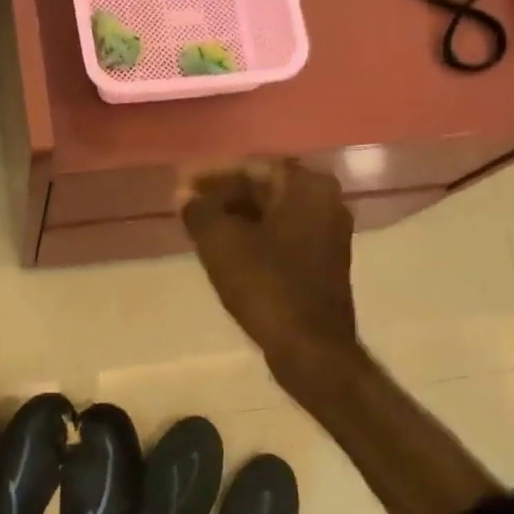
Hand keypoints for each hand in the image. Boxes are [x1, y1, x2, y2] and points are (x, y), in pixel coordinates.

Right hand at [179, 161, 360, 393]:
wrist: (310, 347)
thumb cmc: (266, 285)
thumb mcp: (220, 242)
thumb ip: (199, 210)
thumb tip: (184, 195)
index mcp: (308, 187)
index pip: (252, 167)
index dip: (212, 177)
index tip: (184, 189)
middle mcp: (327, 202)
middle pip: (265, 188)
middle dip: (225, 197)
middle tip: (189, 209)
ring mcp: (329, 233)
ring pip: (273, 214)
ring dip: (237, 218)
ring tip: (201, 230)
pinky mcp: (324, 262)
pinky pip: (282, 236)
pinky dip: (254, 238)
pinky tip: (227, 252)